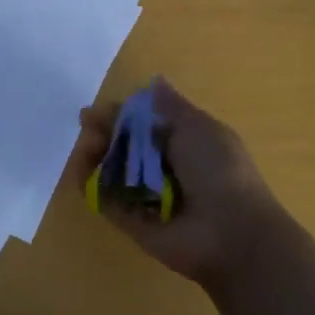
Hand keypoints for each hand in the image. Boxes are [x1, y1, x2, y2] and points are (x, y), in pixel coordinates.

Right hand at [67, 79, 283, 288]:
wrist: (232, 234)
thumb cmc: (219, 170)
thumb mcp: (198, 127)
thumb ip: (169, 106)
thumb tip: (155, 81)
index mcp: (182, 140)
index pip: (142, 121)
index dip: (119, 114)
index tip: (96, 112)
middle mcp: (163, 166)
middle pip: (123, 143)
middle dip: (103, 132)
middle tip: (90, 130)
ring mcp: (146, 195)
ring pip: (110, 169)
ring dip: (93, 155)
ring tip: (87, 151)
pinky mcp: (132, 221)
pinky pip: (105, 200)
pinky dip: (90, 185)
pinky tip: (81, 172)